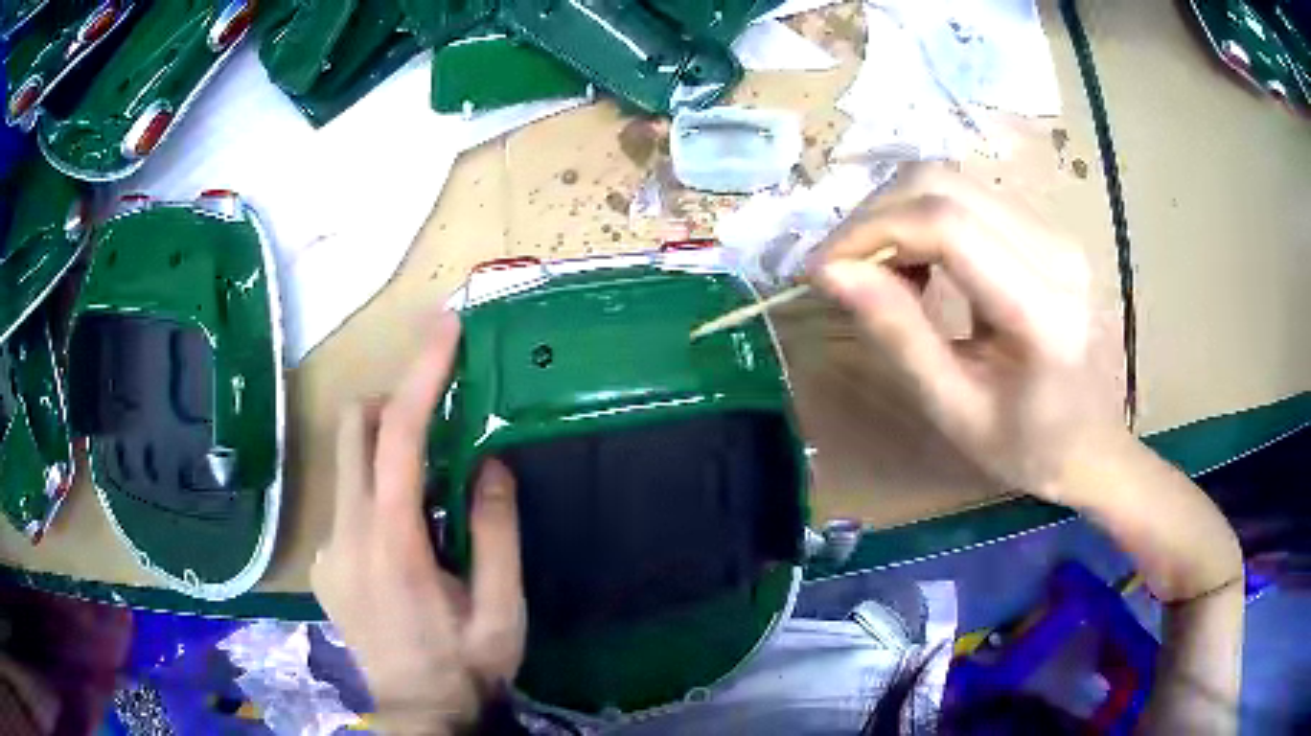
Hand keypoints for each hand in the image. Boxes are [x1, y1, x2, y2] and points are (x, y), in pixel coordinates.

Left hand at [312, 312, 525, 734]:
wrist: (419, 712)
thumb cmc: (466, 664)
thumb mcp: (501, 606)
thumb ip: (495, 530)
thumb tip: (490, 462)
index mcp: (392, 543)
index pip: (399, 436)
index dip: (422, 374)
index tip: (444, 328)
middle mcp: (347, 535)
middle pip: (354, 431)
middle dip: (393, 404)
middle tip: (438, 426)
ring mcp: (329, 550)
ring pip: (347, 466)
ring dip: (386, 455)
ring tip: (430, 502)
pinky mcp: (326, 565)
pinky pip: (347, 505)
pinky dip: (376, 497)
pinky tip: (405, 550)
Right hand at [815, 163, 1126, 504]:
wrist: (1094, 445)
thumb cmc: (1027, 447)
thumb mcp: (954, 410)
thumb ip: (898, 335)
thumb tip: (832, 273)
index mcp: (1043, 311)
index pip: (947, 226)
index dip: (872, 232)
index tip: (822, 270)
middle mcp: (1056, 252)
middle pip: (944, 185)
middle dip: (876, 215)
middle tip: (844, 269)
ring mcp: (1057, 233)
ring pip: (954, 182)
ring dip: (898, 213)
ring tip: (880, 269)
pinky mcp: (1049, 230)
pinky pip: (972, 197)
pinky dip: (927, 218)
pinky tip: (920, 262)